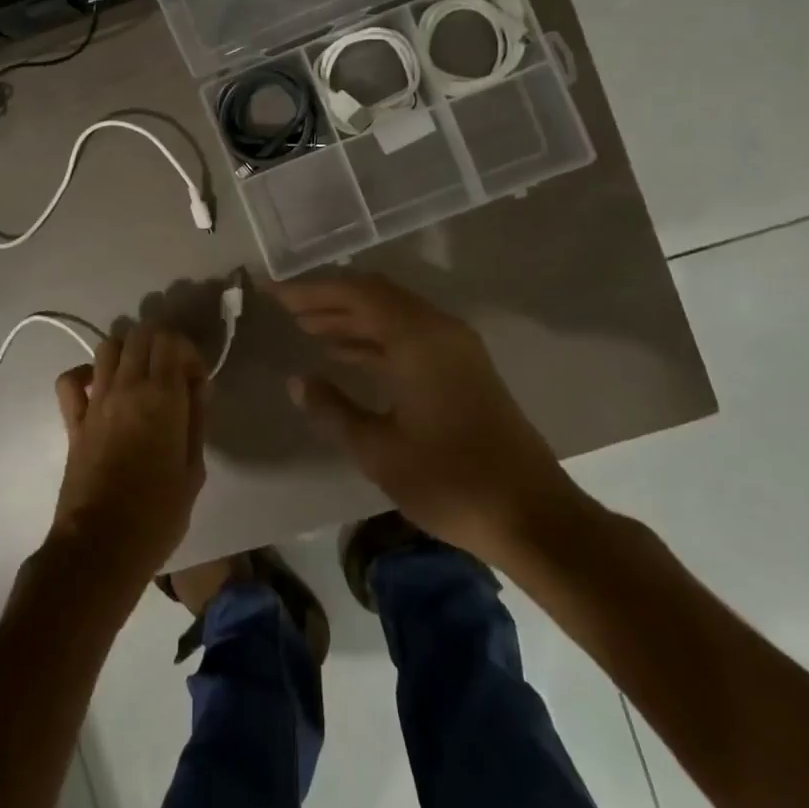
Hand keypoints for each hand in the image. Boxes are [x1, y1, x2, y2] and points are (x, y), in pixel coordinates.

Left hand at [45, 322, 207, 593]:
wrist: (101, 546)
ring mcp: (95, 402)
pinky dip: (85, 374)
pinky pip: (70, 380)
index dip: (188, 351)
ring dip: (128, 351)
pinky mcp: (73, 421)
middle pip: (140, 334)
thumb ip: (196, 419)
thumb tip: (197, 386)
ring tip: (141, 378)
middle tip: (173, 374)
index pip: (171, 340)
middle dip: (161, 343)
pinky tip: (101, 389)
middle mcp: (126, 387)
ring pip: (108, 346)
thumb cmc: (158, 514)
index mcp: (161, 397)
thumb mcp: (194, 469)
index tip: (196, 381)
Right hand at [268, 271, 588, 565]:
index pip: (356, 294)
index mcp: (418, 338)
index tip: (275, 294)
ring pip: (394, 316)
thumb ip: (332, 409)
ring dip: (352, 319)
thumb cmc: (450, 480)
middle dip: (330, 300)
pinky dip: (376, 339)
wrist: (533, 516)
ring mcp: (456, 349)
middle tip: (288, 310)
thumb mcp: (378, 449)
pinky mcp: (465, 369)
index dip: (311, 291)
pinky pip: (410, 336)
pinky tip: (348, 356)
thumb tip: (297, 381)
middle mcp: (439, 330)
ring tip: (308, 330)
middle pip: (376, 297)